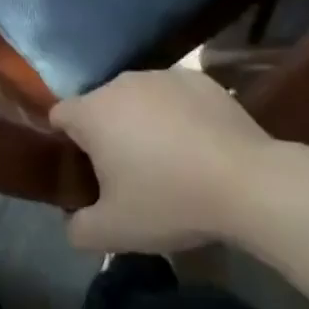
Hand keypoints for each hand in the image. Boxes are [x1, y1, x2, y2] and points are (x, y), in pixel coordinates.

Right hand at [50, 68, 273, 253]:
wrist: (248, 182)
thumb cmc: (170, 201)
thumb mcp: (116, 232)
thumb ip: (79, 229)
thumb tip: (72, 223)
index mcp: (93, 112)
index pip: (60, 115)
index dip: (66, 141)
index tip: (84, 169)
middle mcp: (121, 83)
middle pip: (100, 105)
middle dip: (107, 133)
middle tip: (129, 173)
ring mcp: (161, 76)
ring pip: (138, 98)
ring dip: (142, 121)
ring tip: (168, 159)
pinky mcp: (198, 79)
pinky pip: (174, 96)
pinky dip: (177, 114)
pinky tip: (199, 145)